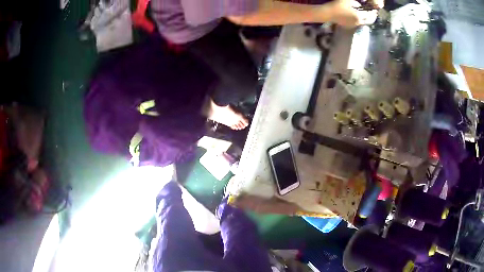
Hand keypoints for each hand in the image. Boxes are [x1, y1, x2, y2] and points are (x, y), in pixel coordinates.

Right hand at [329, 0, 381, 27]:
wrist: (327, 13)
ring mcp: (353, 25)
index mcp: (359, 16)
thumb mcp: (347, 0)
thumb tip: (361, 3)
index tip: (375, 9)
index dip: (373, 12)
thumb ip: (356, 1)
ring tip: (366, 14)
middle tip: (373, 13)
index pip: (370, 15)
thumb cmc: (337, 5)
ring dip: (366, 19)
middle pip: (369, 21)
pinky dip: (361, 20)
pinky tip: (358, 16)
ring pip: (364, 22)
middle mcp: (358, 22)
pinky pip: (358, 23)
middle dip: (372, 17)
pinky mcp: (348, 25)